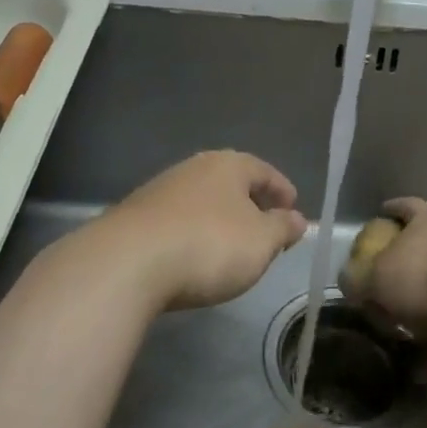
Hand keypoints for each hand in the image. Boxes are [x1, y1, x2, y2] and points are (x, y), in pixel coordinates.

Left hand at [89, 151, 306, 312]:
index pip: (264, 171)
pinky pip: (178, 219)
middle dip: (250, 204)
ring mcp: (161, 189)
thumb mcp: (261, 242)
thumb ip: (282, 228)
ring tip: (231, 246)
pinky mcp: (137, 216)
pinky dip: (193, 232)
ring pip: (203, 199)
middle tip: (265, 229)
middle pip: (231, 182)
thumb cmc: (208, 245)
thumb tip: (297, 218)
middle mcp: (194, 167)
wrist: (128, 263)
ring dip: (220, 218)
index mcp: (228, 164)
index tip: (293, 209)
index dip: (282, 190)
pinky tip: (194, 255)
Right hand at [343, 197, 426, 341]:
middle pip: (422, 253)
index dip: (392, 210)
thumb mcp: (378, 276)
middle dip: (403, 275)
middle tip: (383, 294)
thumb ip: (358, 281)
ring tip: (400, 341)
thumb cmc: (425, 270)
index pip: (405, 207)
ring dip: (421, 318)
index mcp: (424, 221)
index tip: (382, 212)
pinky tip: (422, 370)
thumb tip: (348, 285)